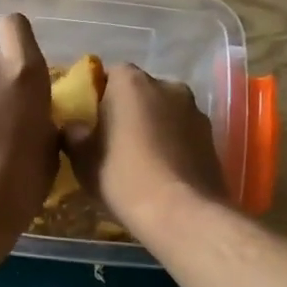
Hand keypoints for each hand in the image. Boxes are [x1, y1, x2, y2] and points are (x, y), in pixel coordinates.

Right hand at [62, 63, 225, 236]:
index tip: (90, 118)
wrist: (182, 213)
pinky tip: (162, 170)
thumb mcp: (83, 159)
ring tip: (140, 157)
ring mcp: (195, 110)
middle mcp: (167, 85)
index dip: (99, 94)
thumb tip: (73, 127)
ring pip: (165, 111)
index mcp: (132, 82)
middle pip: (141, 91)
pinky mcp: (212, 138)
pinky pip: (183, 133)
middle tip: (113, 138)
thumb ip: (74, 134)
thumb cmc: (124, 177)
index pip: (111, 73)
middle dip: (128, 109)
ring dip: (153, 125)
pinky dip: (173, 143)